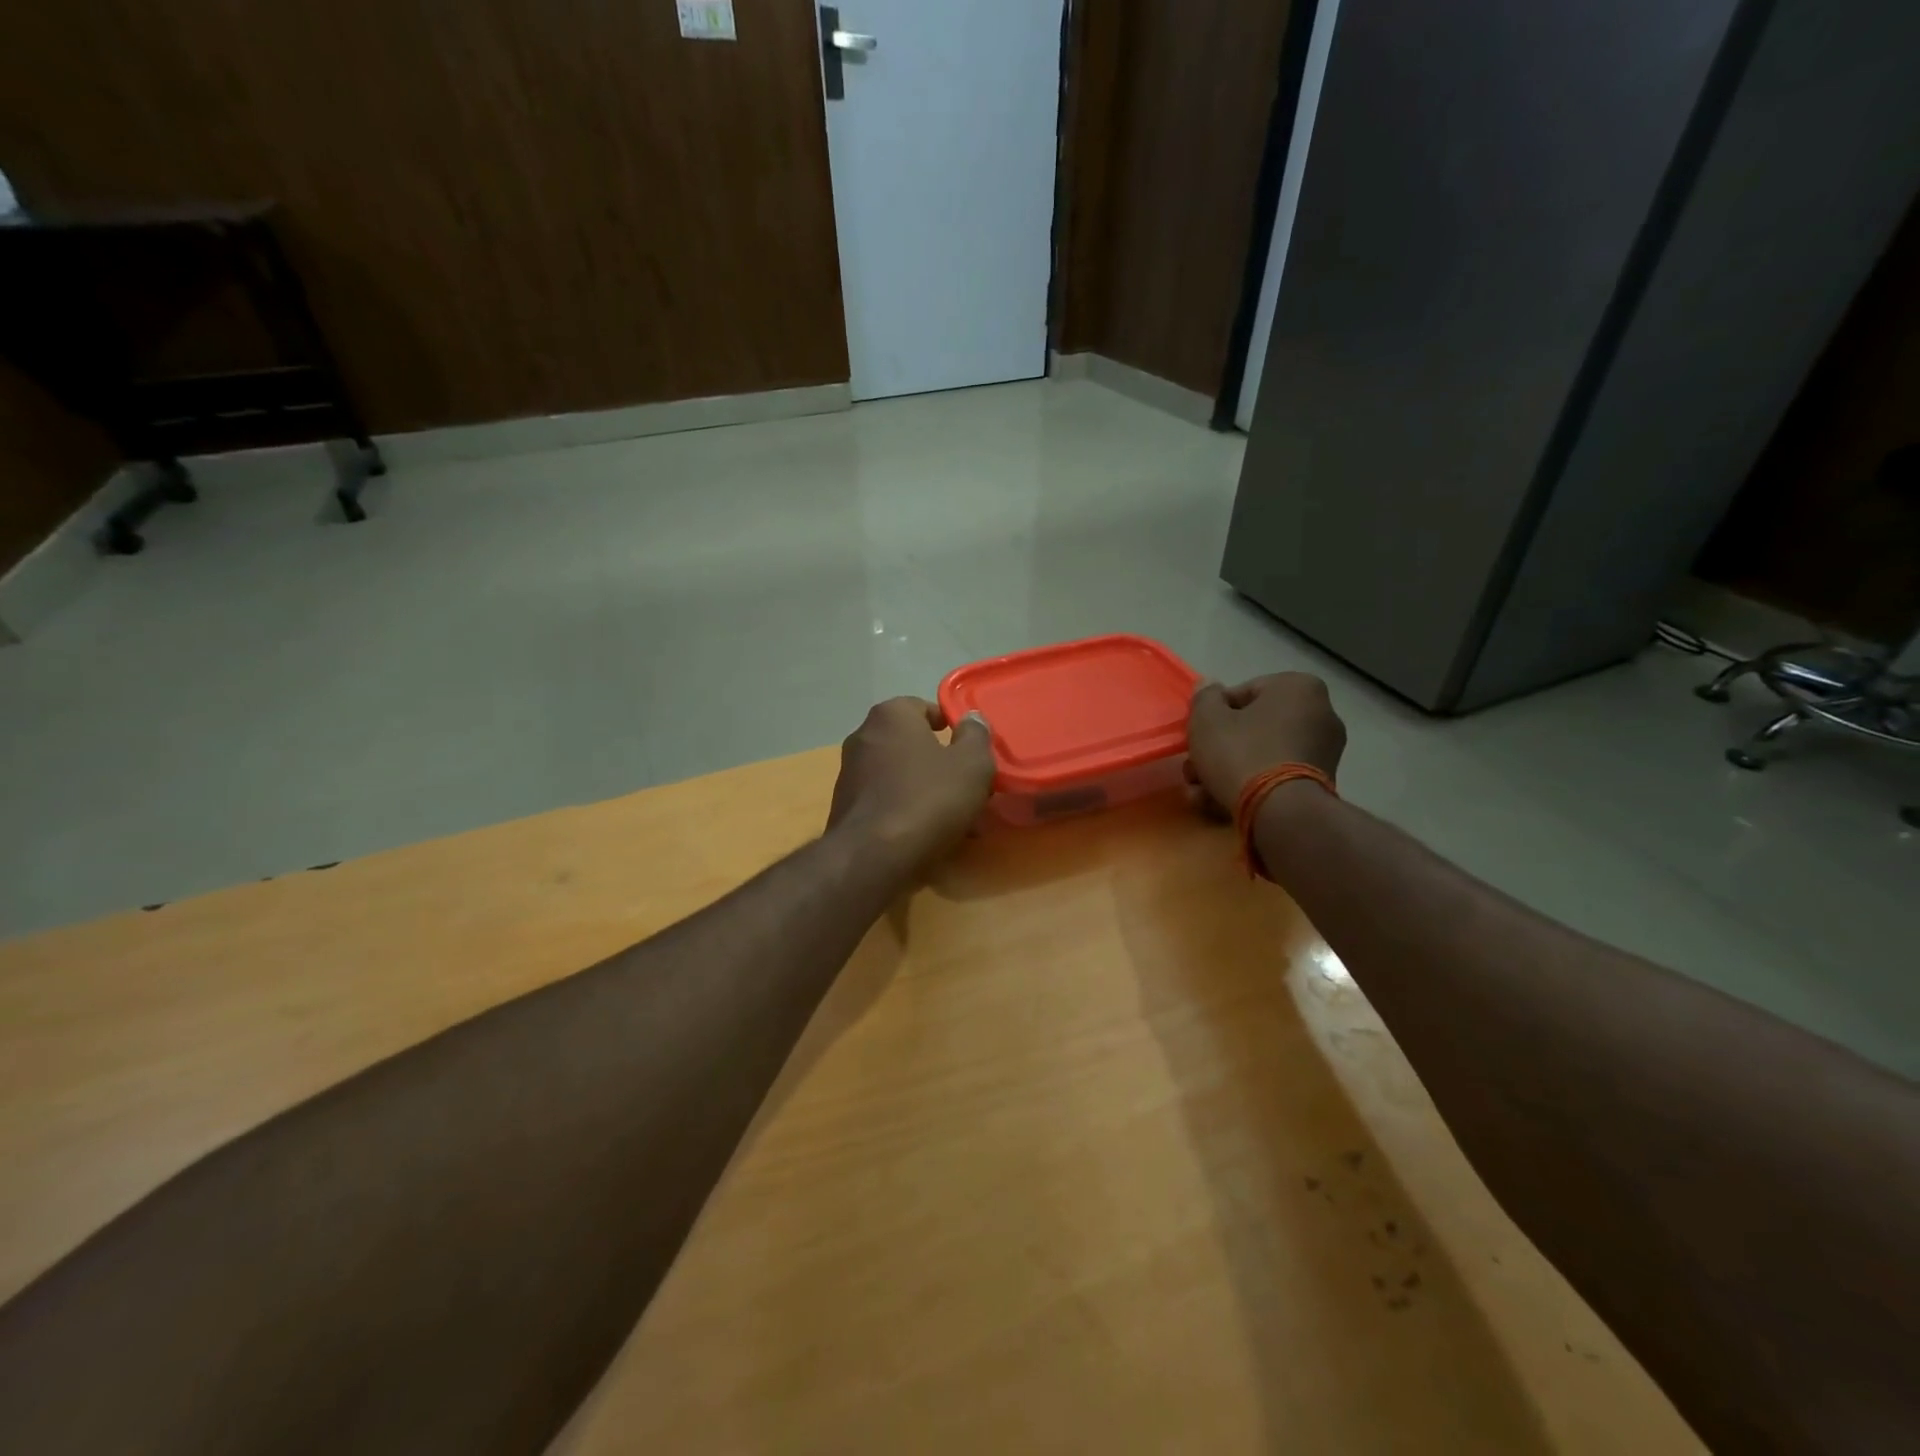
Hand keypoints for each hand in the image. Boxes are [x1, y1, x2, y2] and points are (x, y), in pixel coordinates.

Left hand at [827, 698, 995, 873]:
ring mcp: (849, 773)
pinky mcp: (844, 808)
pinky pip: (887, 801)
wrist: (873, 857)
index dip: (951, 727)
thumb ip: (976, 736)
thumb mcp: (971, 765)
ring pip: (901, 776)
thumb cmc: (928, 799)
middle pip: (912, 744)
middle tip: (969, 788)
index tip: (971, 751)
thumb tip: (971, 720)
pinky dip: (907, 811)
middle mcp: (863, 736)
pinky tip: (929, 835)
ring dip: (927, 791)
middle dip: (941, 764)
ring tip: (956, 820)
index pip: (924, 708)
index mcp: (890, 715)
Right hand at [1186, 673, 1346, 813]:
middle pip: (1251, 728)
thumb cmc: (1242, 753)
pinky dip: (1250, 785)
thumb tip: (1208, 686)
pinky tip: (1219, 804)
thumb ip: (1204, 698)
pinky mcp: (1321, 783)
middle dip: (1218, 750)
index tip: (1197, 736)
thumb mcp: (1207, 719)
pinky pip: (1277, 775)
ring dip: (1226, 772)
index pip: (1242, 693)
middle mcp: (1321, 713)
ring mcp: (1324, 751)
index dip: (1212, 715)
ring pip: (1260, 754)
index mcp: (1298, 687)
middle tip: (1194, 769)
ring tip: (1200, 793)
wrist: (1281, 812)